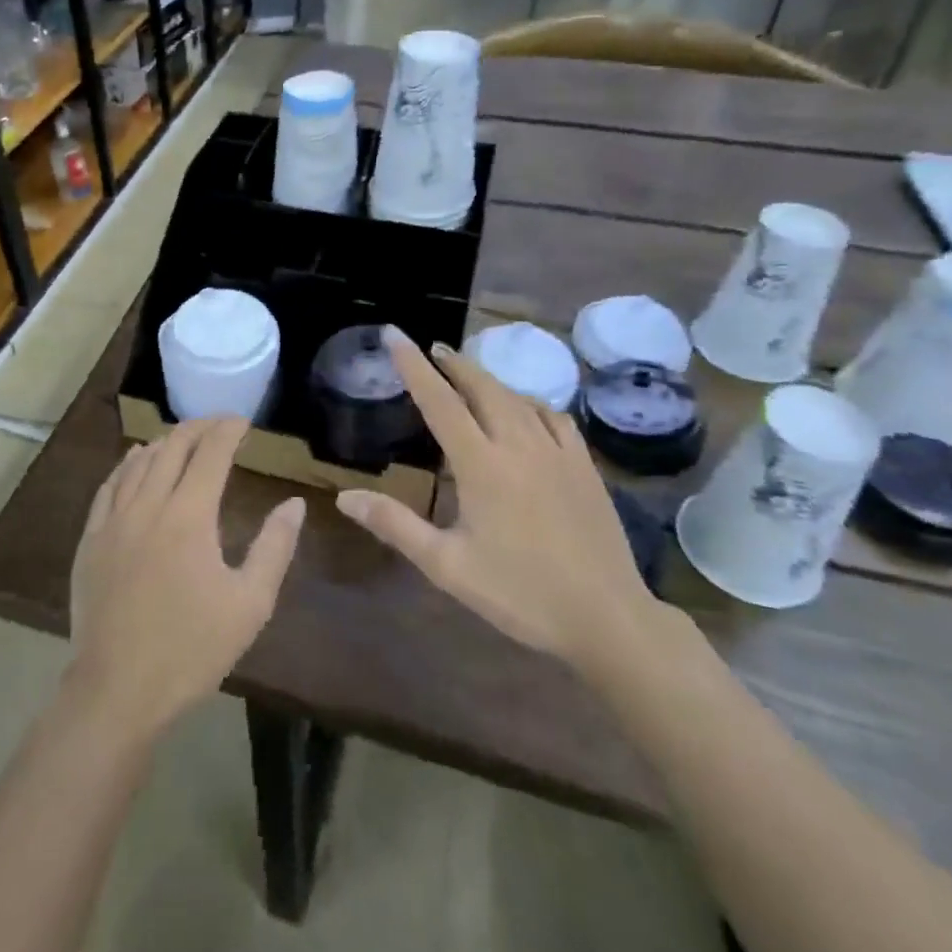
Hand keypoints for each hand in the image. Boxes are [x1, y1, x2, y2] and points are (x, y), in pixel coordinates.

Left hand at [69, 419, 305, 736]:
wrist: (117, 690)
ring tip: (183, 438)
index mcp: (189, 515)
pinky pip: (110, 485)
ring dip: (165, 442)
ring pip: (139, 461)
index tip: (243, 421)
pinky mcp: (91, 538)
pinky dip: (128, 464)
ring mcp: (114, 520)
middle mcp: (149, 504)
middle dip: (199, 427)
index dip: (228, 430)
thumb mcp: (250, 604)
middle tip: (218, 424)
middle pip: (173, 447)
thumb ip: (275, 548)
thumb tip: (294, 504)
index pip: (211, 453)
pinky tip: (135, 460)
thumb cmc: (191, 649)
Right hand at [336, 329, 664, 678]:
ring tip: (467, 373)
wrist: (607, 617)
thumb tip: (344, 497)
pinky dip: (528, 402)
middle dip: (452, 364)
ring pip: (516, 397)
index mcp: (481, 464)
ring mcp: (557, 451)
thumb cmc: (519, 594)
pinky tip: (524, 409)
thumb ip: (395, 525)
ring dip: (486, 379)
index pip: (439, 401)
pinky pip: (552, 415)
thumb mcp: (447, 566)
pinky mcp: (584, 465)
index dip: (413, 365)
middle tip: (431, 350)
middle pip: (481, 387)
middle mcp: (518, 444)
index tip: (394, 334)